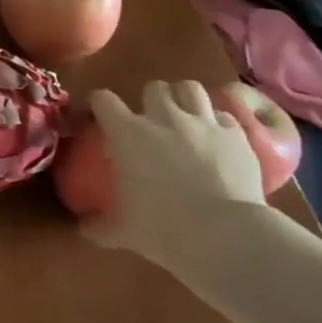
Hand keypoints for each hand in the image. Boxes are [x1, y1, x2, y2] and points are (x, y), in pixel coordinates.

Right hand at [83, 81, 265, 260]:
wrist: (226, 235)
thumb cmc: (163, 228)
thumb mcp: (122, 231)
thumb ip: (99, 226)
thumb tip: (84, 230)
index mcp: (127, 133)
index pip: (103, 99)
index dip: (98, 104)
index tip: (97, 116)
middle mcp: (164, 118)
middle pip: (153, 87)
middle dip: (149, 99)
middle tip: (149, 120)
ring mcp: (204, 123)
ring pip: (190, 88)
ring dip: (184, 99)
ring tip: (184, 116)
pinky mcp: (237, 136)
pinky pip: (224, 116)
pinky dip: (217, 123)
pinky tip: (215, 139)